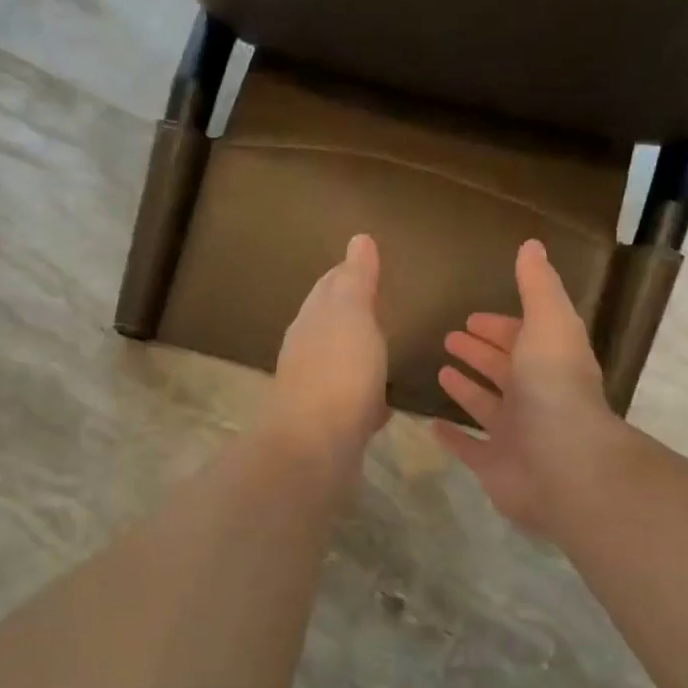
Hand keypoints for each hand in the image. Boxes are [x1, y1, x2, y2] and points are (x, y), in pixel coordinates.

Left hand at [262, 233, 389, 469]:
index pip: (328, 288)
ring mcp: (315, 392)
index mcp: (311, 321)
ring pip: (339, 365)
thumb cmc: (338, 372)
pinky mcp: (328, 427)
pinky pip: (351, 404)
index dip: (345, 274)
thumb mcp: (352, 314)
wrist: (314, 448)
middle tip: (376, 305)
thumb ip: (356, 279)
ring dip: (356, 357)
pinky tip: (381, 406)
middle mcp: (306, 353)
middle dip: (349, 314)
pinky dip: (365, 398)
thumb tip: (358, 239)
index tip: (364, 265)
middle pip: (329, 326)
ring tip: (380, 352)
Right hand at [434, 239, 617, 535]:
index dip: (500, 326)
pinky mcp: (494, 465)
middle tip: (449, 338)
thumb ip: (537, 286)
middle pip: (504, 369)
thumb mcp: (548, 323)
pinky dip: (452, 436)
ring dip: (466, 388)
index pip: (523, 337)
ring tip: (440, 372)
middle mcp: (534, 396)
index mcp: (548, 362)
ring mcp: (514, 433)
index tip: (471, 317)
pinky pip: (469, 446)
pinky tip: (431, 424)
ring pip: (486, 405)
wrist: (562, 463)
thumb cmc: (553, 387)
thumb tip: (531, 245)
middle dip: (480, 351)